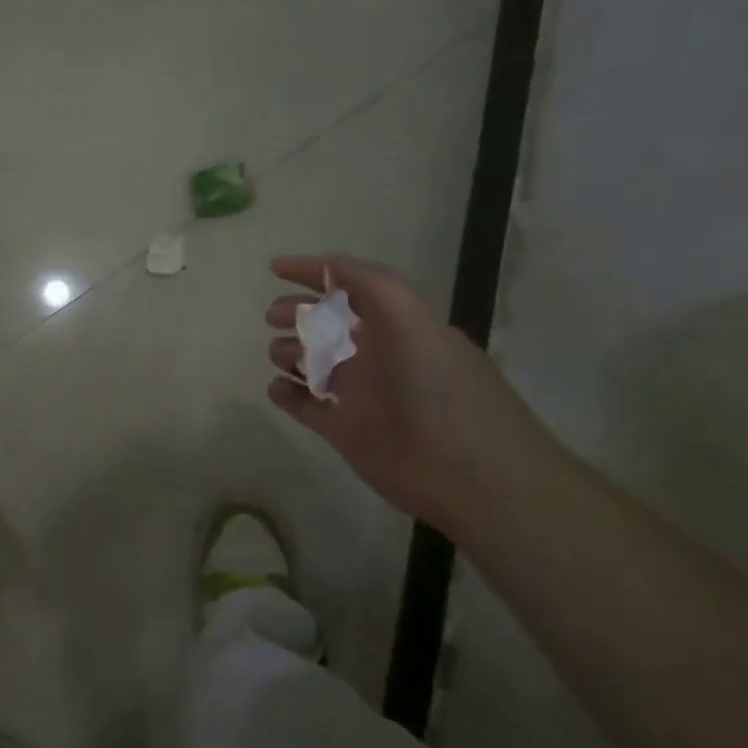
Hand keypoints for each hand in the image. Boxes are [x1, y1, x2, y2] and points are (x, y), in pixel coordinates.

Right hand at [265, 254, 553, 537]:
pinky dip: (287, 394)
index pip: (352, 288)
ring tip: (279, 358)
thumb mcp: (413, 325)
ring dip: (290, 353)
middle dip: (297, 313)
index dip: (316, 272)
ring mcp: (360, 395)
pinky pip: (307, 406)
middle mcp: (378, 356)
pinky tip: (278, 389)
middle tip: (271, 317)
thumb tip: (329, 267)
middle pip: (329, 324)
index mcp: (397, 327)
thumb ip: (374, 287)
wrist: (475, 480)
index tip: (275, 269)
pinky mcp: (346, 431)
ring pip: (314, 364)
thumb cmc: (441, 394)